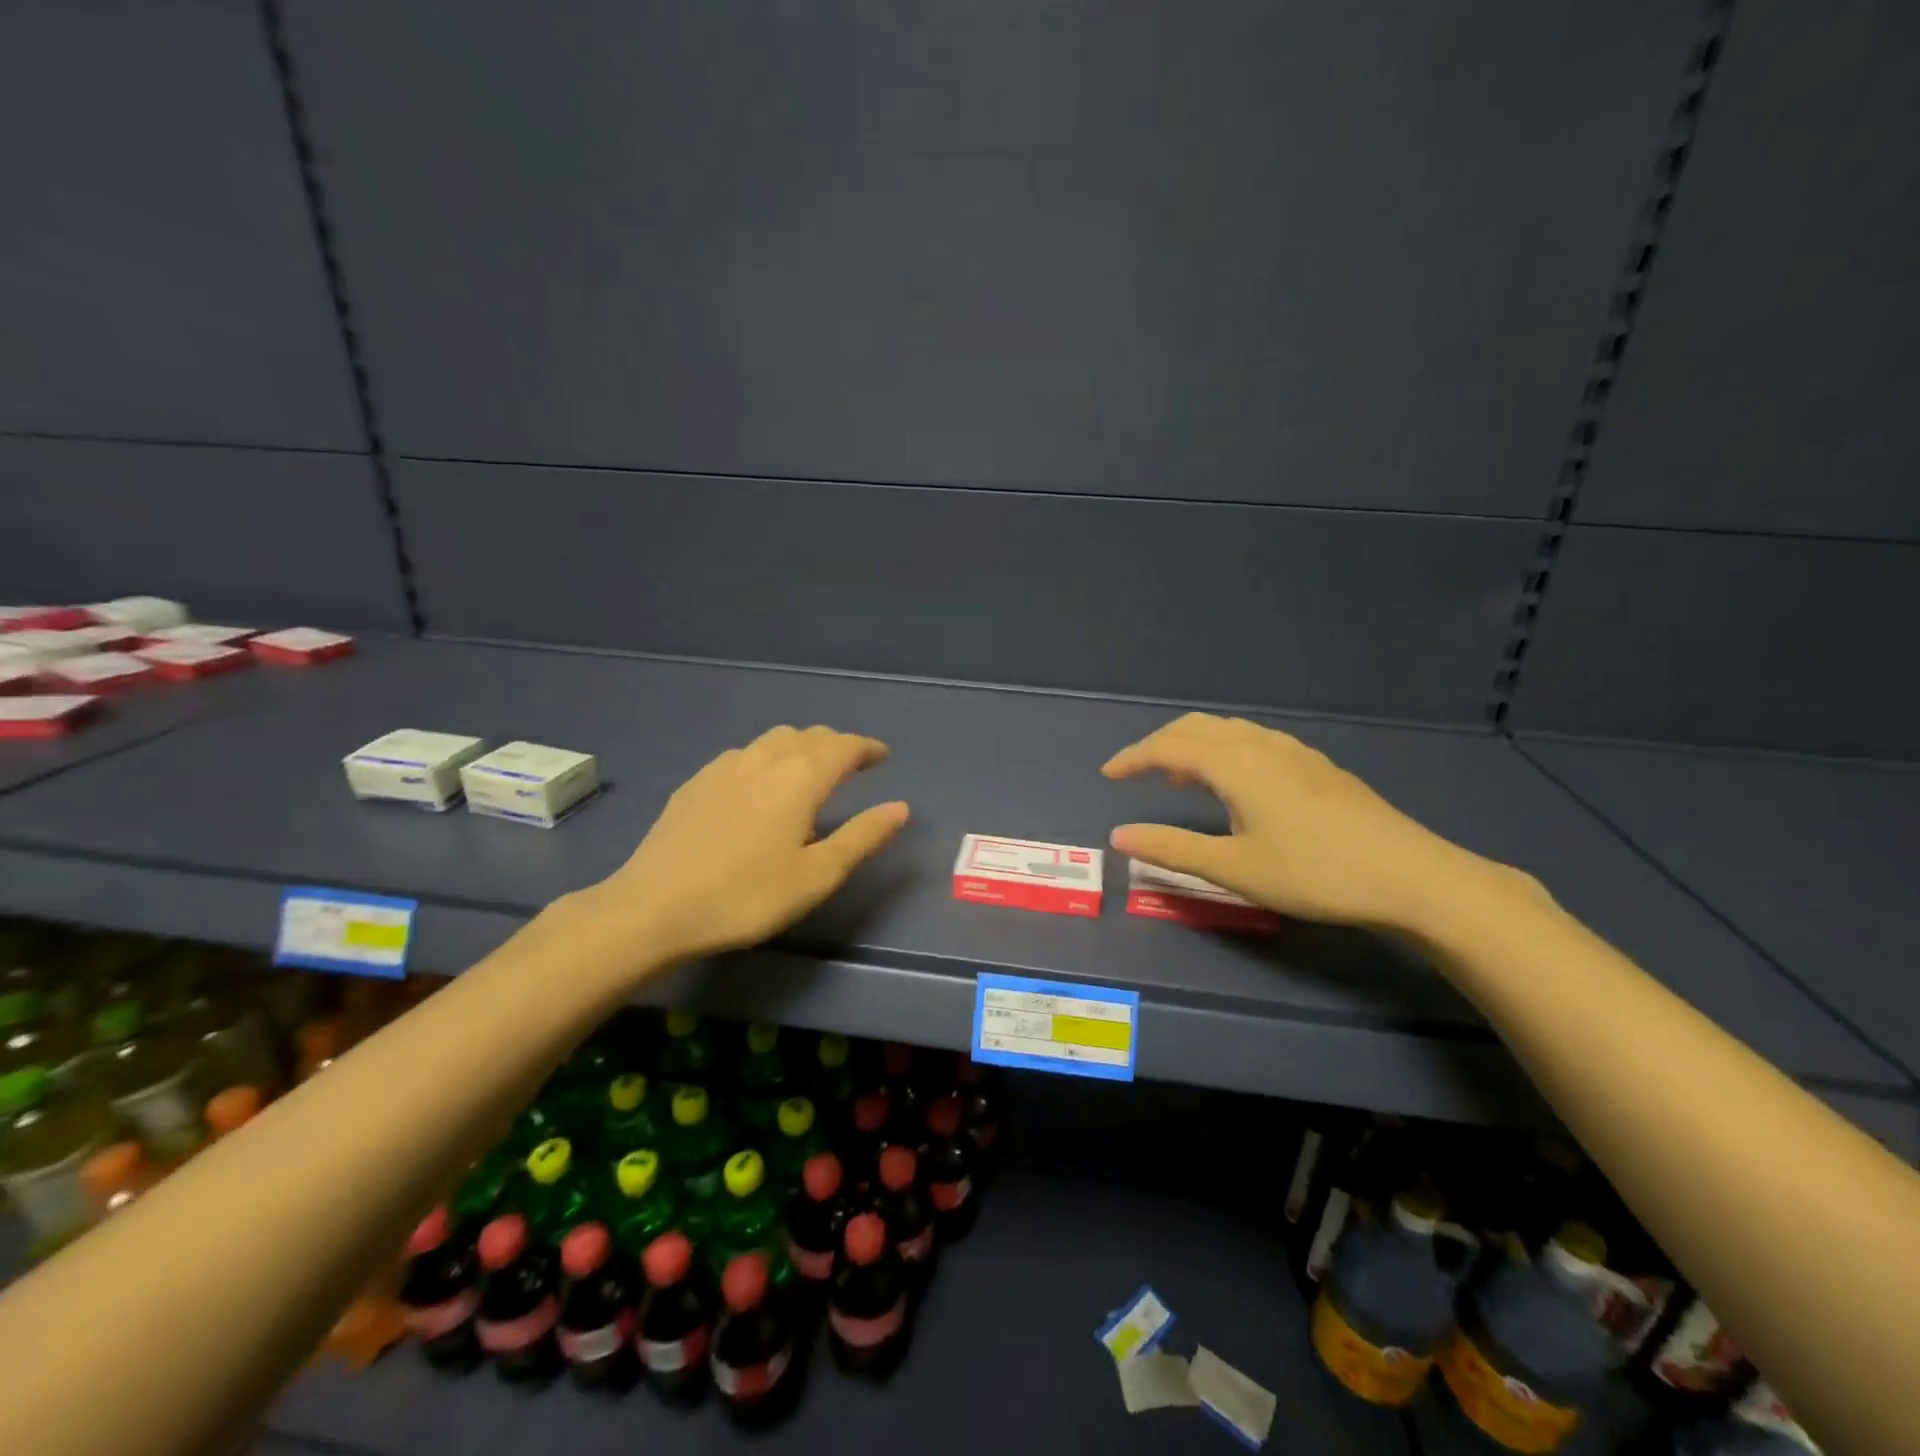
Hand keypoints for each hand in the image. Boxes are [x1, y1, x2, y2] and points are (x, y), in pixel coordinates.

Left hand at [586, 725, 908, 966]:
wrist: (653, 907)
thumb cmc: (746, 895)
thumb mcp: (816, 875)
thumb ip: (861, 837)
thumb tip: (900, 807)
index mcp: (799, 778)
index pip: (843, 746)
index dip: (867, 748)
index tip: (883, 756)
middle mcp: (764, 759)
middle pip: (809, 736)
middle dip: (836, 745)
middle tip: (851, 765)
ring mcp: (725, 767)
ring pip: (774, 740)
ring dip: (801, 747)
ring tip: (808, 771)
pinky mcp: (696, 782)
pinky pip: (744, 754)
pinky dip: (767, 758)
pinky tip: (759, 785)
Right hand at [1103, 713, 1513, 933]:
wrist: (1410, 875)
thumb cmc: (1313, 872)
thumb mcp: (1233, 868)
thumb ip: (1172, 849)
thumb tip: (1119, 836)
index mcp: (1234, 763)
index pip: (1168, 746)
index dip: (1133, 758)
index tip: (1107, 775)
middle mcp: (1261, 746)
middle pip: (1197, 728)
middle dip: (1160, 744)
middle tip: (1138, 774)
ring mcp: (1295, 753)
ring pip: (1230, 731)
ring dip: (1194, 746)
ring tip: (1179, 779)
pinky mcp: (1318, 767)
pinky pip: (1255, 742)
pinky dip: (1226, 751)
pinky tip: (1237, 785)